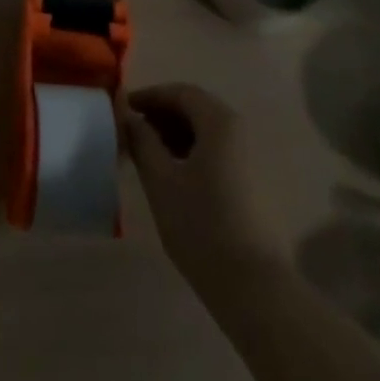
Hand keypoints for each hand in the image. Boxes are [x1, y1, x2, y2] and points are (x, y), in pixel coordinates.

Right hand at [120, 83, 282, 300]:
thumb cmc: (202, 225)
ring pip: (208, 133)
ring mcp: (252, 159)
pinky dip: (193, 153)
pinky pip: (219, 153)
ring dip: (176, 135)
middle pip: (196, 109)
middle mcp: (241, 132)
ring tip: (149, 155)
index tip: (123, 110)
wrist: (256, 288)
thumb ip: (141, 139)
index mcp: (219, 122)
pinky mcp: (256, 185)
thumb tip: (128, 116)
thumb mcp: (160, 179)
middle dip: (162, 115)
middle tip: (133, 132)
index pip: (180, 92)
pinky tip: (175, 177)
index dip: (149, 96)